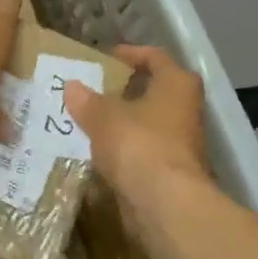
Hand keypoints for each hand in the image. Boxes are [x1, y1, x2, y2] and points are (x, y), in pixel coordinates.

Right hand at [64, 46, 209, 204]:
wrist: (165, 205)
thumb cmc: (139, 145)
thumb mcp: (104, 117)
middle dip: (123, 91)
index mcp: (177, 84)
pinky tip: (96, 152)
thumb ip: (87, 100)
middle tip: (91, 90)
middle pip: (153, 92)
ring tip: (87, 121)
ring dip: (122, 122)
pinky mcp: (171, 172)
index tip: (104, 57)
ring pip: (147, 124)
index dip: (130, 54)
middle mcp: (185, 109)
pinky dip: (123, 150)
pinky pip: (142, 152)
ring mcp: (181, 143)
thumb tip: (72, 86)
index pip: (155, 57)